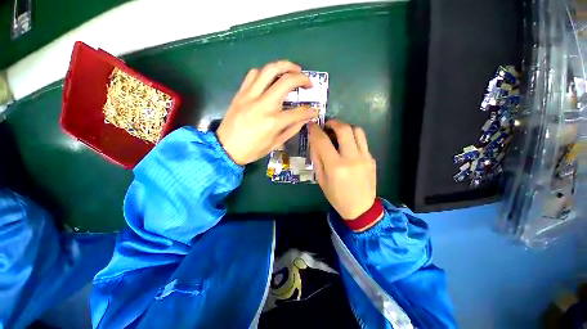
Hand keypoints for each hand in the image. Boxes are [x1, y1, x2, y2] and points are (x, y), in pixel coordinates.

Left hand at [216, 61, 317, 164]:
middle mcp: (263, 104)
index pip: (299, 112)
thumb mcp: (275, 144)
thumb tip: (304, 119)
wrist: (225, 148)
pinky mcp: (241, 93)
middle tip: (308, 82)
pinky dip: (265, 72)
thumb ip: (291, 129)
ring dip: (285, 66)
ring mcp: (250, 96)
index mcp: (273, 122)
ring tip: (293, 70)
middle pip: (287, 81)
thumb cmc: (252, 150)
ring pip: (269, 70)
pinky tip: (270, 78)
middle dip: (302, 78)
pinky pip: (253, 74)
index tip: (314, 110)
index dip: (310, 111)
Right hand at [309, 120, 376, 218]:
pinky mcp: (372, 158)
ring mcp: (365, 157)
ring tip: (338, 132)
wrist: (361, 208)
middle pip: (343, 129)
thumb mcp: (321, 180)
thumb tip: (314, 141)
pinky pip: (362, 140)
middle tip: (326, 125)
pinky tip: (347, 145)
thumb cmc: (336, 196)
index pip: (323, 141)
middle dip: (333, 122)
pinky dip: (352, 138)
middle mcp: (352, 158)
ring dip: (345, 127)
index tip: (312, 125)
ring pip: (357, 130)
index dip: (315, 130)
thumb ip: (317, 159)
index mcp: (335, 167)